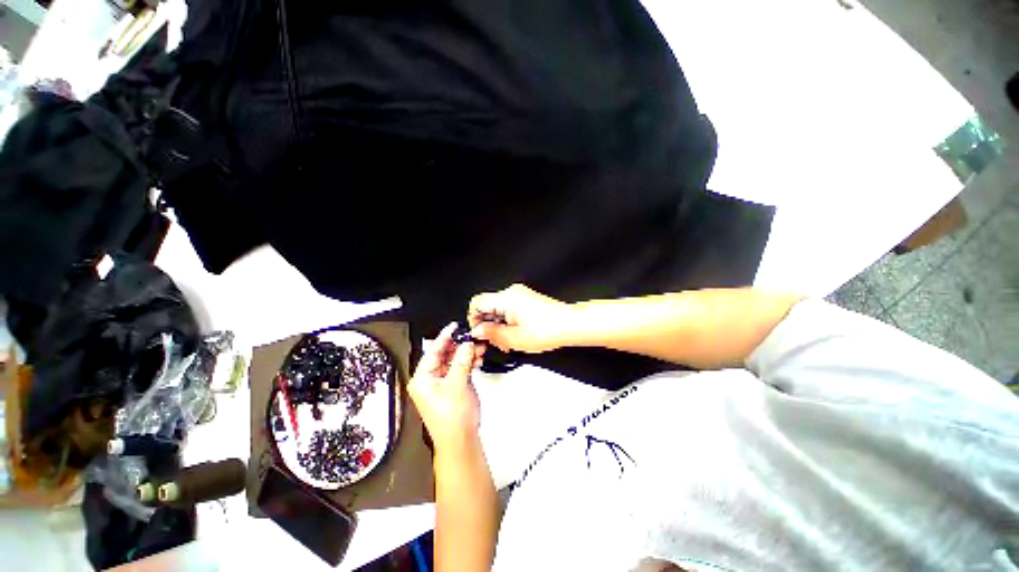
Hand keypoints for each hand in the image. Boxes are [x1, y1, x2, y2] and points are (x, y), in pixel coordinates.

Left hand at [409, 323, 484, 453]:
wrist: (461, 440)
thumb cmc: (451, 421)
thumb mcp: (457, 384)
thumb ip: (462, 360)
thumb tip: (466, 344)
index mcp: (422, 378)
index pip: (433, 351)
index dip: (445, 337)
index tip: (454, 327)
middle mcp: (429, 379)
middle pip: (444, 354)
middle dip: (460, 345)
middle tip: (471, 337)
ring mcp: (441, 382)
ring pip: (454, 360)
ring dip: (466, 353)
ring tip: (477, 348)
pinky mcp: (452, 386)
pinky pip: (459, 367)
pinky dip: (468, 362)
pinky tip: (477, 358)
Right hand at [468, 284, 574, 352]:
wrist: (570, 325)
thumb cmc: (550, 329)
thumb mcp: (514, 338)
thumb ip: (491, 334)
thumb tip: (478, 331)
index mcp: (506, 299)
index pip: (477, 303)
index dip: (473, 319)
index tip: (479, 333)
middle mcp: (512, 293)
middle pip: (487, 307)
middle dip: (488, 325)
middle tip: (495, 341)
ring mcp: (520, 295)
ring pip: (498, 309)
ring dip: (499, 326)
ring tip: (508, 342)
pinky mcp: (526, 300)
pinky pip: (509, 309)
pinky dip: (508, 322)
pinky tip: (516, 336)